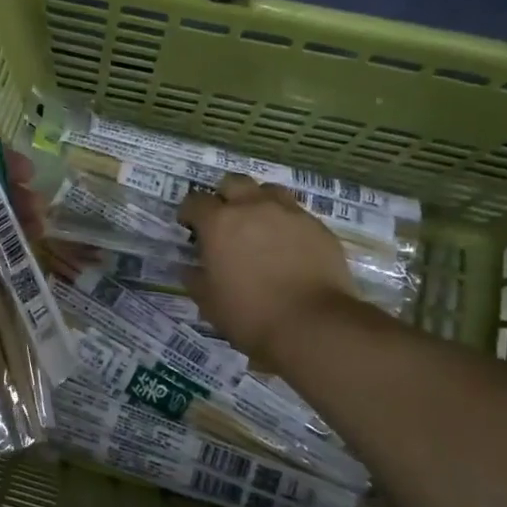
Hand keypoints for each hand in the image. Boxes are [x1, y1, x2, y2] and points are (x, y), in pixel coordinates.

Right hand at [179, 174, 358, 364]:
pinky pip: (296, 213)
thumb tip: (189, 268)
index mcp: (219, 223)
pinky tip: (287, 246)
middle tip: (224, 220)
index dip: (189, 211)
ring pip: (268, 190)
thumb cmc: (250, 314)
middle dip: (224, 196)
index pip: (195, 201)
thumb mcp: (209, 302)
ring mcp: (289, 213)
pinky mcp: (317, 226)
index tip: (189, 226)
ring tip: (258, 225)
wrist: (313, 324)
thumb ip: (195, 279)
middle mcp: (253, 207)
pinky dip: (285, 223)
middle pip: (233, 182)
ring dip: (258, 202)